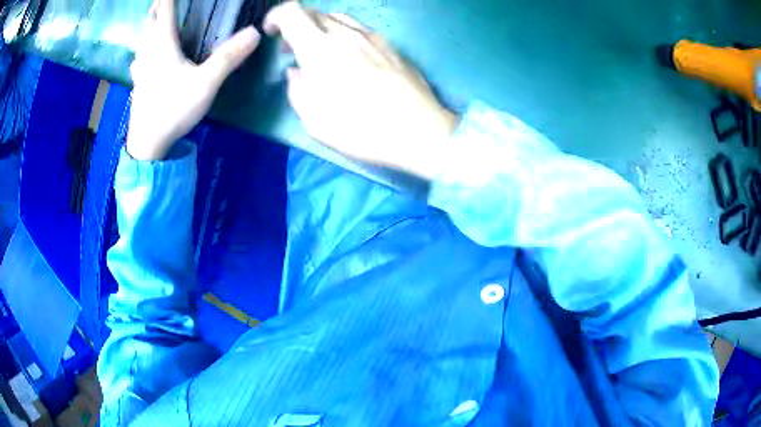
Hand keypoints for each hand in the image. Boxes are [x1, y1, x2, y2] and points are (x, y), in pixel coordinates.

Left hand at [126, 0, 259, 160]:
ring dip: (150, 23)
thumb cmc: (173, 110)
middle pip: (150, 20)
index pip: (165, 9)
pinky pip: (139, 55)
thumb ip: (229, 57)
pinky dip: (144, 45)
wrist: (147, 145)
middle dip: (158, 6)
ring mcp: (140, 67)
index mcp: (163, 44)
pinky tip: (144, 53)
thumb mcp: (206, 84)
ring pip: (142, 37)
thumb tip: (255, 32)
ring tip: (157, 17)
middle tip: (166, 2)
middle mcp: (148, 51)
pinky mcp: (138, 82)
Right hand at [264, 3, 458, 180]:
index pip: (293, 12)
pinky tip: (348, 56)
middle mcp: (346, 33)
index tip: (272, 31)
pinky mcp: (391, 45)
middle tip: (292, 48)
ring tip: (319, 51)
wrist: (420, 131)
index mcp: (321, 48)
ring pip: (338, 17)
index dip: (276, 16)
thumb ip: (298, 90)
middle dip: (296, 24)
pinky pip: (359, 28)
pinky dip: (343, 34)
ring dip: (320, 28)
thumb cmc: (363, 129)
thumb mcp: (315, 120)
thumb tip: (296, 72)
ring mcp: (372, 36)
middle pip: (314, 12)